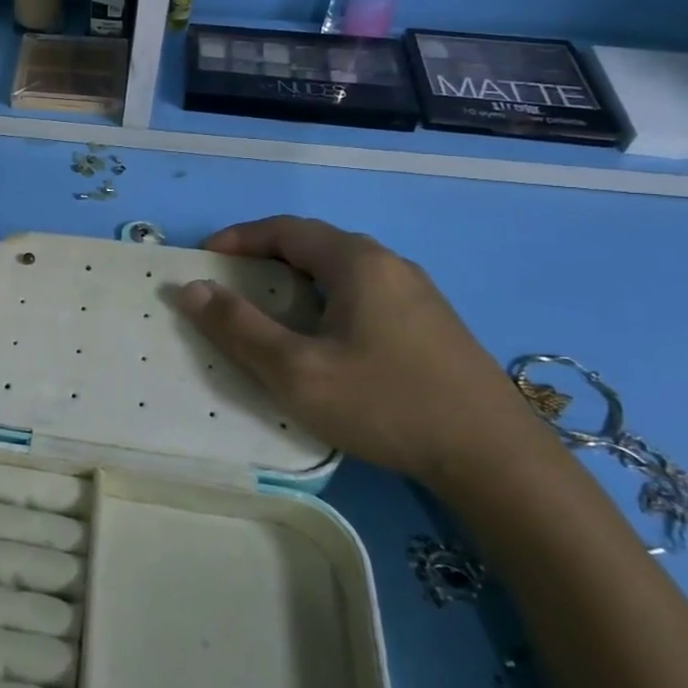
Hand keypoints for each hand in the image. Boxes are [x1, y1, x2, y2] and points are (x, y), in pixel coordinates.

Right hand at [174, 216, 548, 487]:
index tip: (204, 259)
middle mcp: (389, 265)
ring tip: (268, 313)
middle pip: (314, 245)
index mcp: (357, 262)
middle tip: (229, 286)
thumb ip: (238, 327)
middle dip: (264, 259)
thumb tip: (191, 289)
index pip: (285, 229)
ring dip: (296, 282)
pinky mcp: (431, 325)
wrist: (496, 459)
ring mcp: (417, 295)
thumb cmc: (386, 404)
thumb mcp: (296, 371)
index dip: (239, 238)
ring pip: (340, 272)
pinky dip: (325, 302)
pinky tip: (323, 341)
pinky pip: (363, 295)